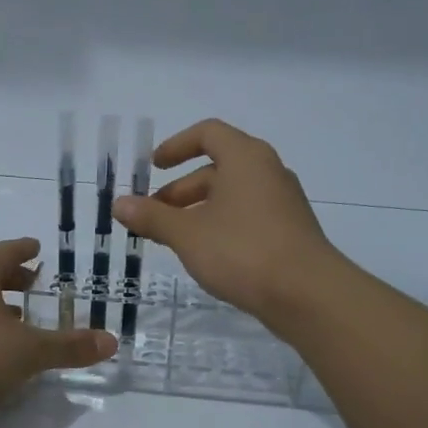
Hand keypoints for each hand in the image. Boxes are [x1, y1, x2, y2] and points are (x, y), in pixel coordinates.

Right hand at [114, 119, 342, 327]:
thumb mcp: (188, 234)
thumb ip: (152, 217)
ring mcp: (283, 202)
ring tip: (174, 239)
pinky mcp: (290, 231)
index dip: (176, 146)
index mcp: (245, 158)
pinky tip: (206, 255)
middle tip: (154, 214)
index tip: (153, 167)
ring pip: (232, 195)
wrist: (307, 294)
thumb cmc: (242, 251)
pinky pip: (247, 216)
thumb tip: (119, 204)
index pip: (208, 133)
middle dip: (181, 189)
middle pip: (218, 167)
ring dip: (199, 210)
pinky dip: (221, 225)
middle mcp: (268, 171)